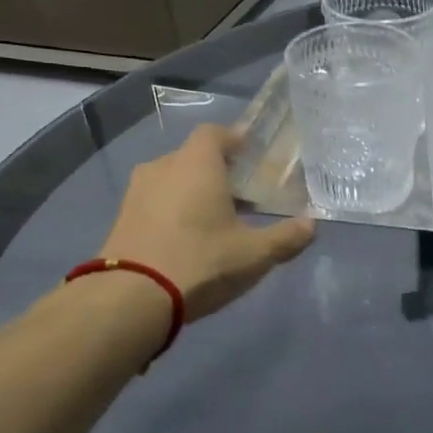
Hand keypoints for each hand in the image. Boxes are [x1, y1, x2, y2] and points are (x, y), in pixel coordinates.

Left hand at [98, 125, 314, 321]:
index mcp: (196, 164)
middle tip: (241, 196)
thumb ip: (286, 237)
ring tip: (215, 220)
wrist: (130, 299)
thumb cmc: (201, 261)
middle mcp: (163, 168)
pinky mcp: (121, 220)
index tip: (253, 158)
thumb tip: (311, 225)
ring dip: (193, 193)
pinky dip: (172, 211)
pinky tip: (187, 239)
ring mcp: (136, 193)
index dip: (235, 140)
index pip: (215, 133)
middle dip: (218, 171)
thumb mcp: (255, 254)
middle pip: (194, 157)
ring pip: (172, 181)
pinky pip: (155, 203)